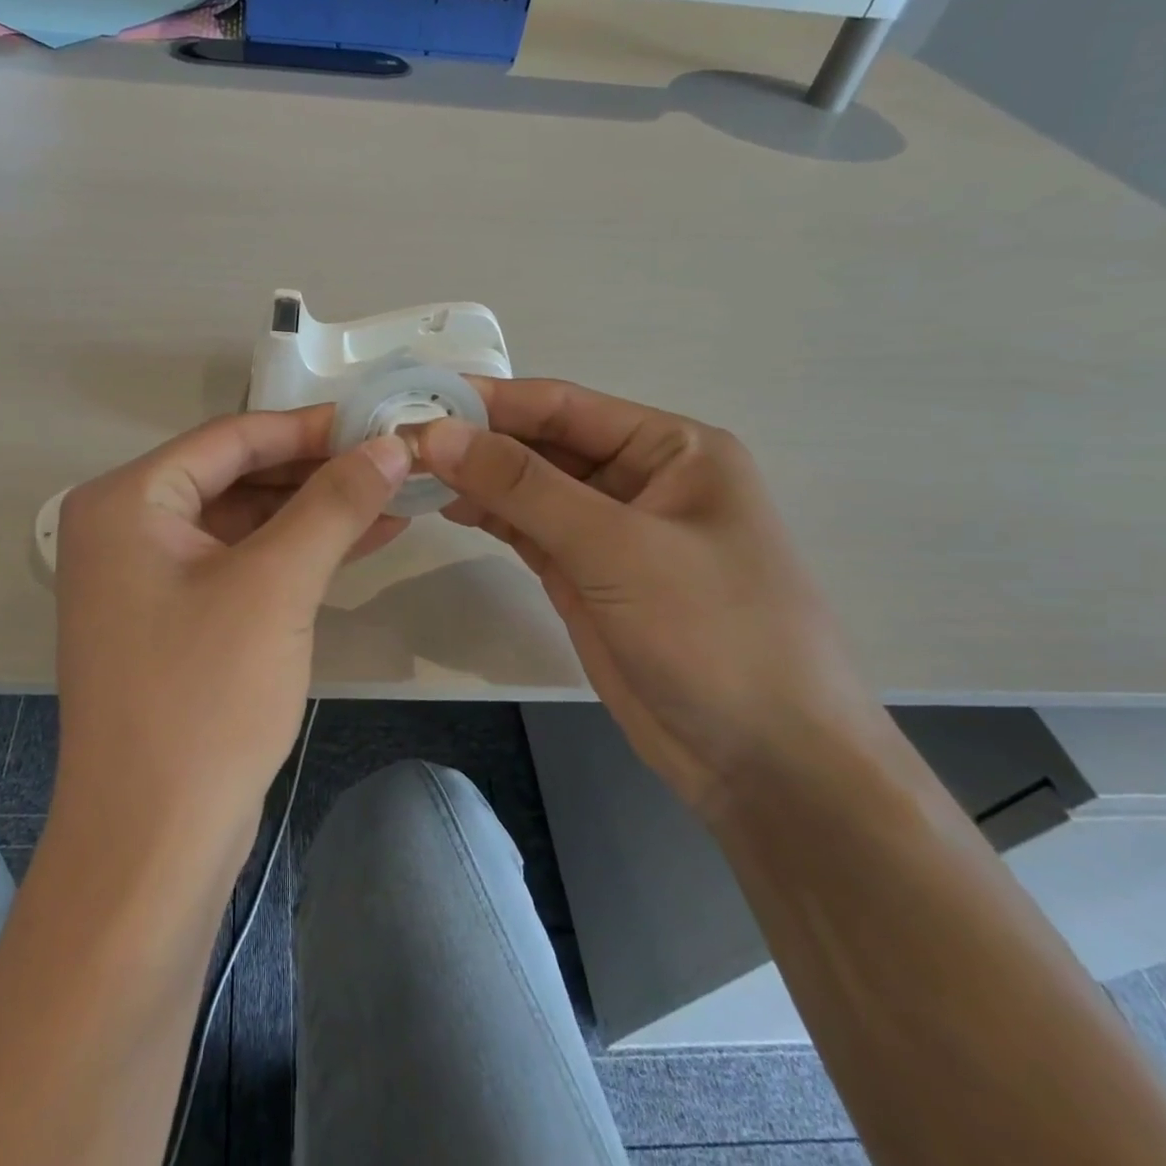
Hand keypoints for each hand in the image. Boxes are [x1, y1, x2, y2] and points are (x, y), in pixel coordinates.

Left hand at [52, 408, 410, 839]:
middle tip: (392, 461)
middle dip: (316, 472)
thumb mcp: (277, 586)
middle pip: (236, 477)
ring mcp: (147, 579)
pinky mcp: (175, 621)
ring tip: (393, 499)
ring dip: (314, 514)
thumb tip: (388, 445)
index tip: (377, 421)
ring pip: (244, 523)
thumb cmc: (203, 698)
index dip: (308, 427)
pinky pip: (241, 565)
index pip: (230, 438)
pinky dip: (296, 554)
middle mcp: (126, 529)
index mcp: (126, 501)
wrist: (153, 844)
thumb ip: (333, 504)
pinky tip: (360, 542)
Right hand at [418, 379, 875, 812]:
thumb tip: (438, 433)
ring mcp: (611, 531)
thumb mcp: (616, 548)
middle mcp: (640, 478)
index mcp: (671, 448)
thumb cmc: (714, 634)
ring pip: (530, 488)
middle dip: (477, 442)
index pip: (563, 406)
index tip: (418, 402)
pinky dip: (490, 518)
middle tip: (400, 442)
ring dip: (477, 479)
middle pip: (542, 444)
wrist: (765, 764)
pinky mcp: (587, 575)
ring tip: (410, 474)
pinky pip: (529, 531)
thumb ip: (524, 486)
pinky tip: (447, 507)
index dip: (490, 402)